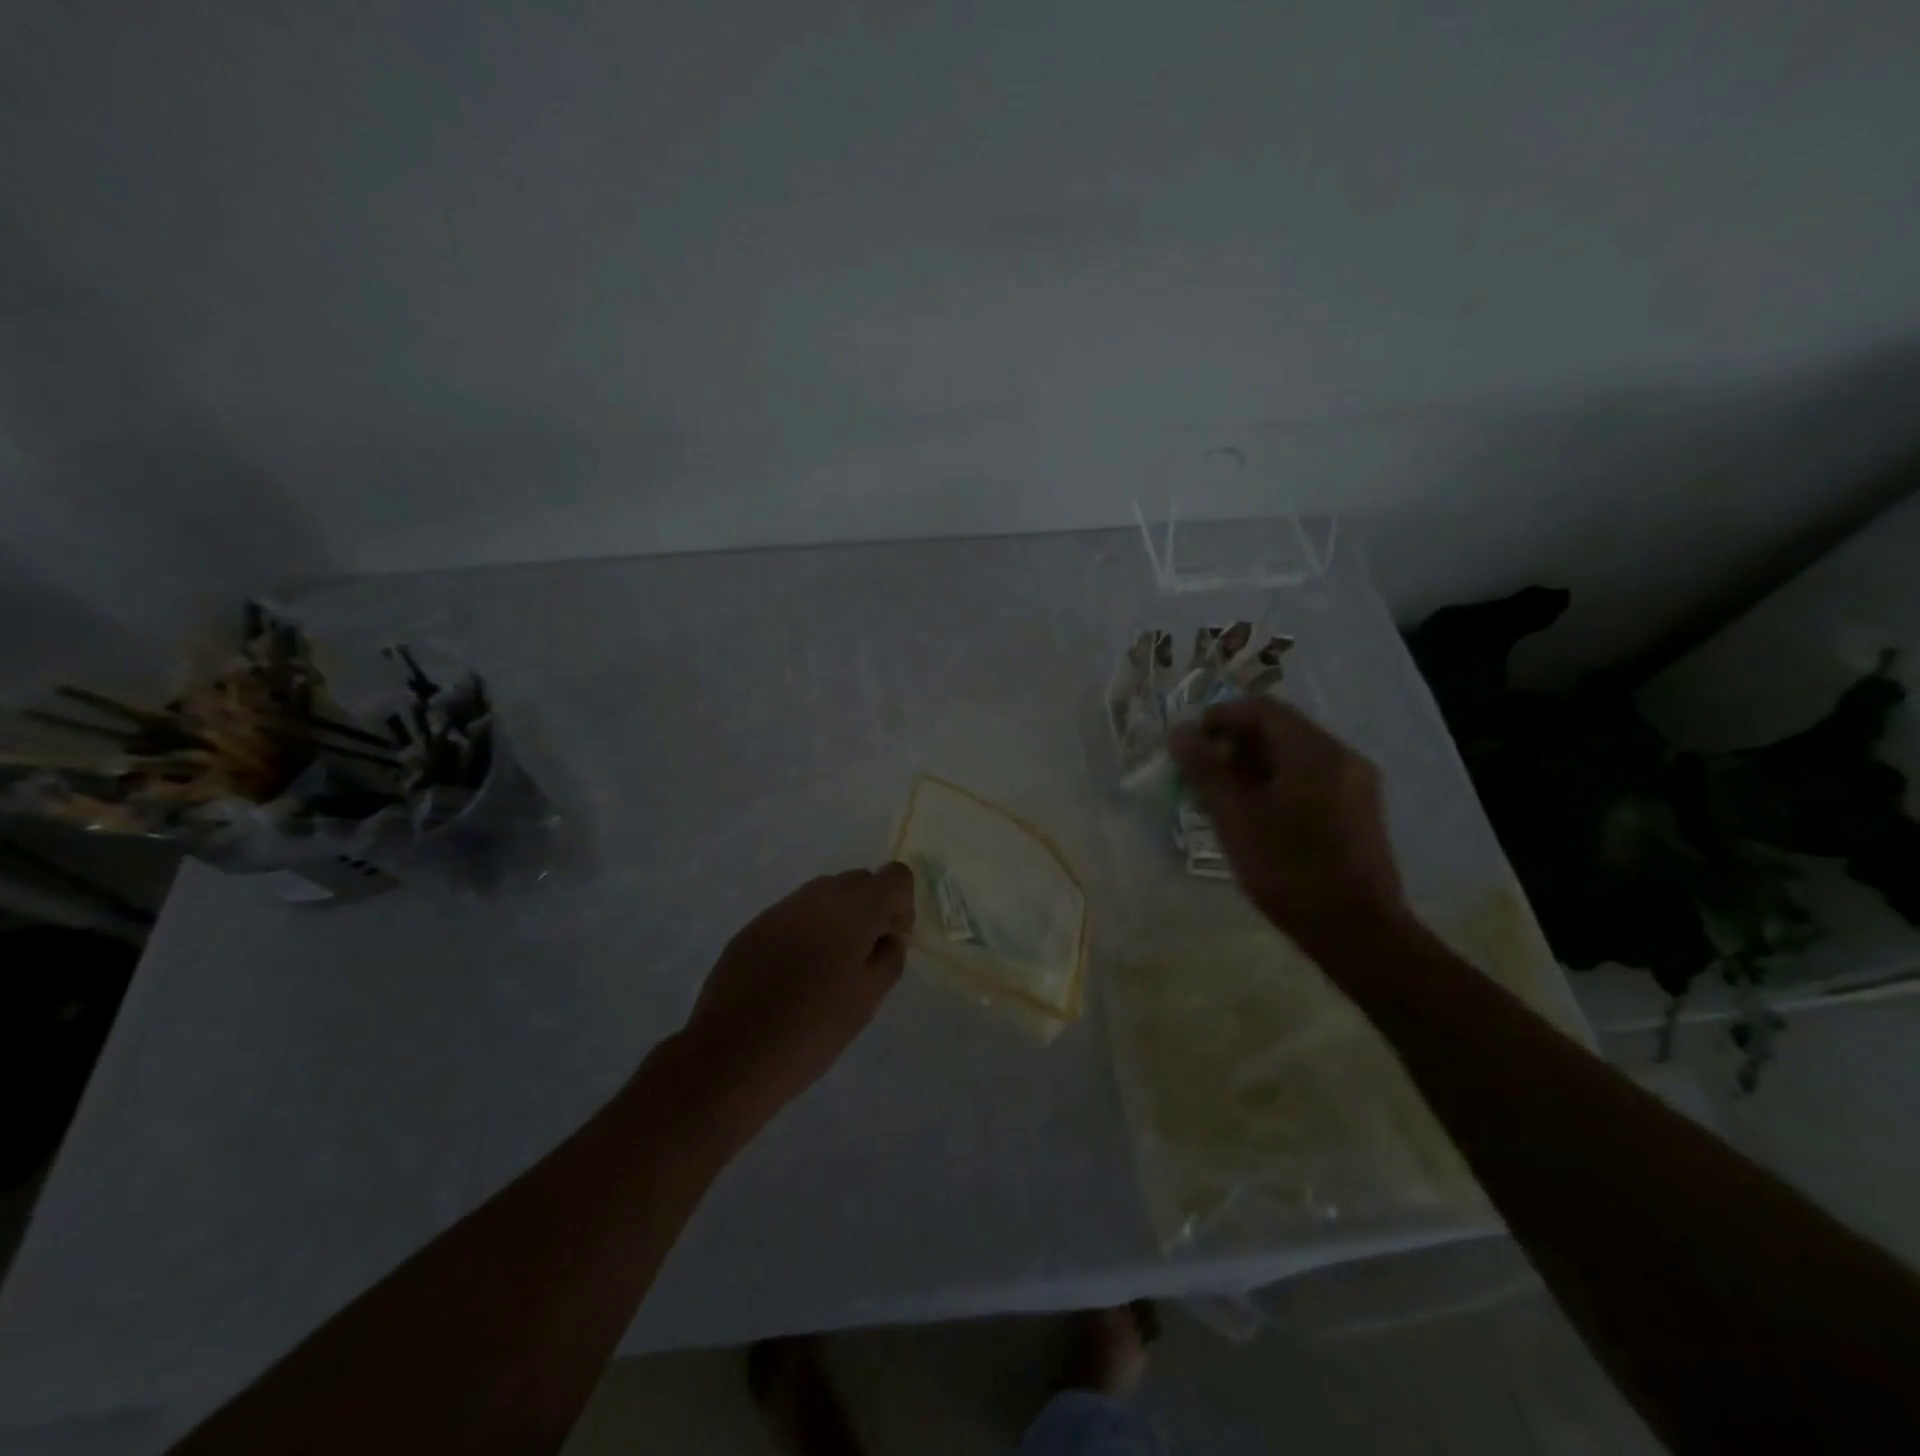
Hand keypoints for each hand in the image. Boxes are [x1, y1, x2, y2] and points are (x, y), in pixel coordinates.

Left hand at [681, 864, 915, 1119]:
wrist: (731, 1055)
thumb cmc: (812, 1030)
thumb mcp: (867, 1000)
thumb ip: (889, 958)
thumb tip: (887, 937)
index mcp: (853, 909)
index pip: (896, 877)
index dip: (903, 906)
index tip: (890, 943)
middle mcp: (817, 895)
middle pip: (860, 880)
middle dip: (871, 910)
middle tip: (862, 959)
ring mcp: (781, 908)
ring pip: (825, 895)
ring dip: (837, 919)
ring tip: (826, 969)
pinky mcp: (754, 925)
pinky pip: (795, 915)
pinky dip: (806, 932)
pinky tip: (793, 975)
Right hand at [1170, 699, 1405, 949]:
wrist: (1357, 932)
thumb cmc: (1288, 869)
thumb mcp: (1235, 817)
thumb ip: (1204, 770)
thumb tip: (1179, 731)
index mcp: (1315, 751)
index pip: (1262, 709)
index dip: (1220, 717)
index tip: (1189, 742)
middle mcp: (1342, 757)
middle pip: (1281, 730)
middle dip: (1235, 744)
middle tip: (1201, 774)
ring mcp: (1356, 785)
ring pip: (1295, 757)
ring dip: (1254, 766)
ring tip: (1221, 798)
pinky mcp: (1359, 812)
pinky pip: (1311, 779)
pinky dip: (1277, 784)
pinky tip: (1256, 816)